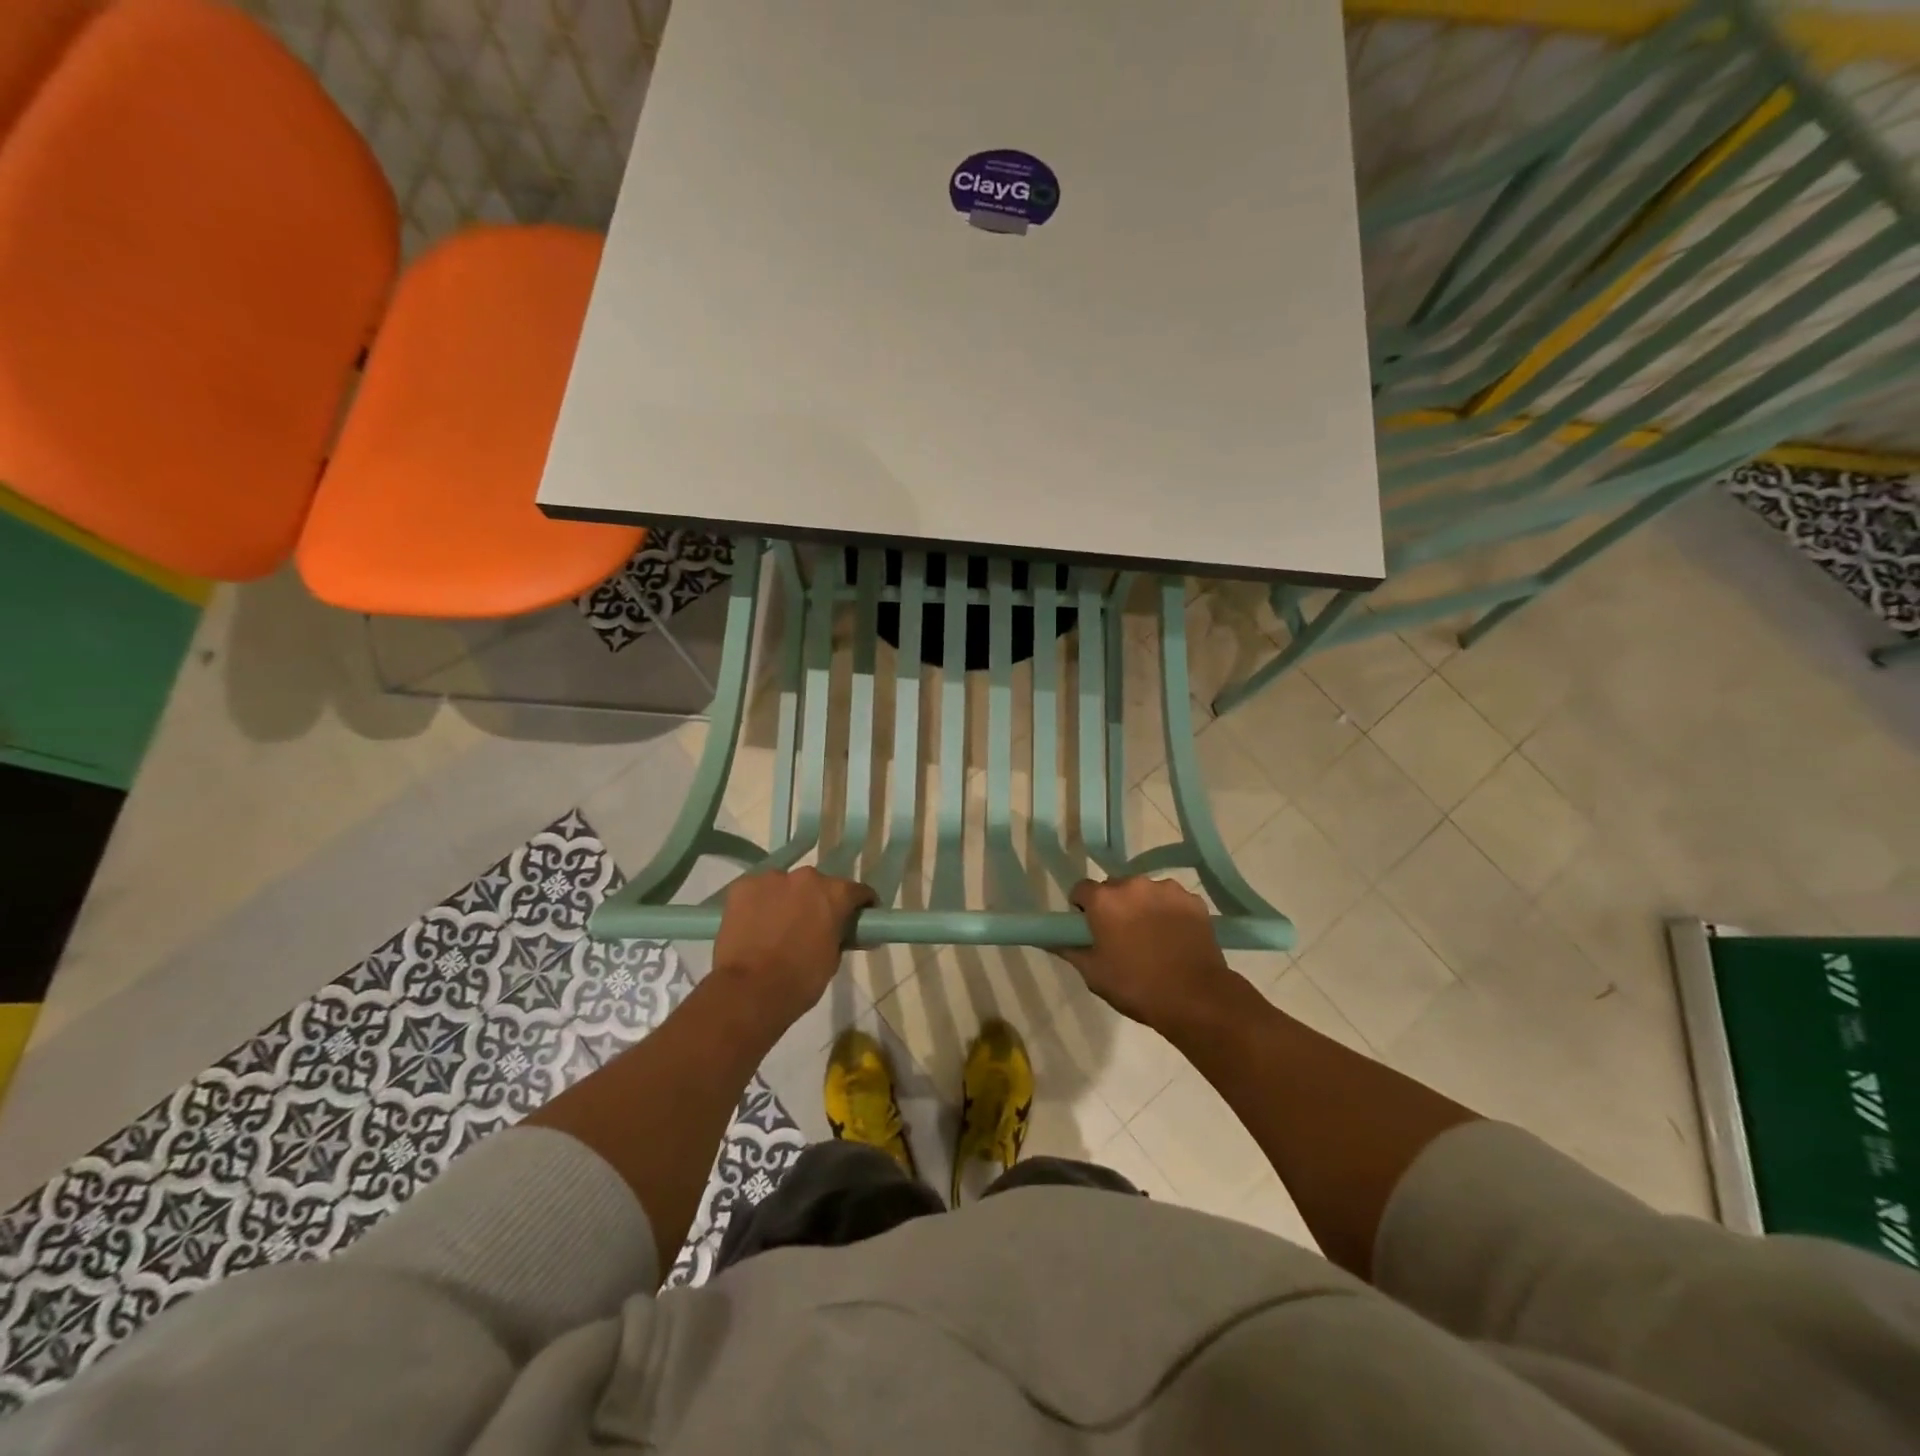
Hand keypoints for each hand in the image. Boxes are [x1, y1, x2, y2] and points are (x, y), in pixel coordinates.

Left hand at [712, 868, 875, 1027]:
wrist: (750, 991)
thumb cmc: (800, 980)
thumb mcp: (833, 959)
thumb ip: (840, 936)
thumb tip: (845, 933)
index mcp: (835, 893)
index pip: (857, 891)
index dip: (861, 905)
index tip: (859, 917)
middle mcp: (806, 877)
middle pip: (818, 885)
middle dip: (818, 901)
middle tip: (813, 925)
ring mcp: (771, 879)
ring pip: (785, 886)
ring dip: (787, 900)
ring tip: (779, 926)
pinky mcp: (742, 887)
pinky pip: (758, 891)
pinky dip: (760, 903)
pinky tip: (756, 924)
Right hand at [1062, 877, 1243, 1035]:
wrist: (1195, 997)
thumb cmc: (1136, 986)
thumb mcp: (1093, 974)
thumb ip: (1069, 949)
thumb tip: (1050, 939)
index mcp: (1104, 899)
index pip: (1081, 890)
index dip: (1083, 909)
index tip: (1090, 930)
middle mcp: (1133, 884)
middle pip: (1114, 888)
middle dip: (1114, 906)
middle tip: (1121, 937)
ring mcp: (1166, 889)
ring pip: (1145, 892)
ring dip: (1142, 907)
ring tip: (1153, 939)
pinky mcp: (1192, 899)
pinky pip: (1171, 900)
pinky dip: (1169, 913)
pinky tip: (1175, 938)